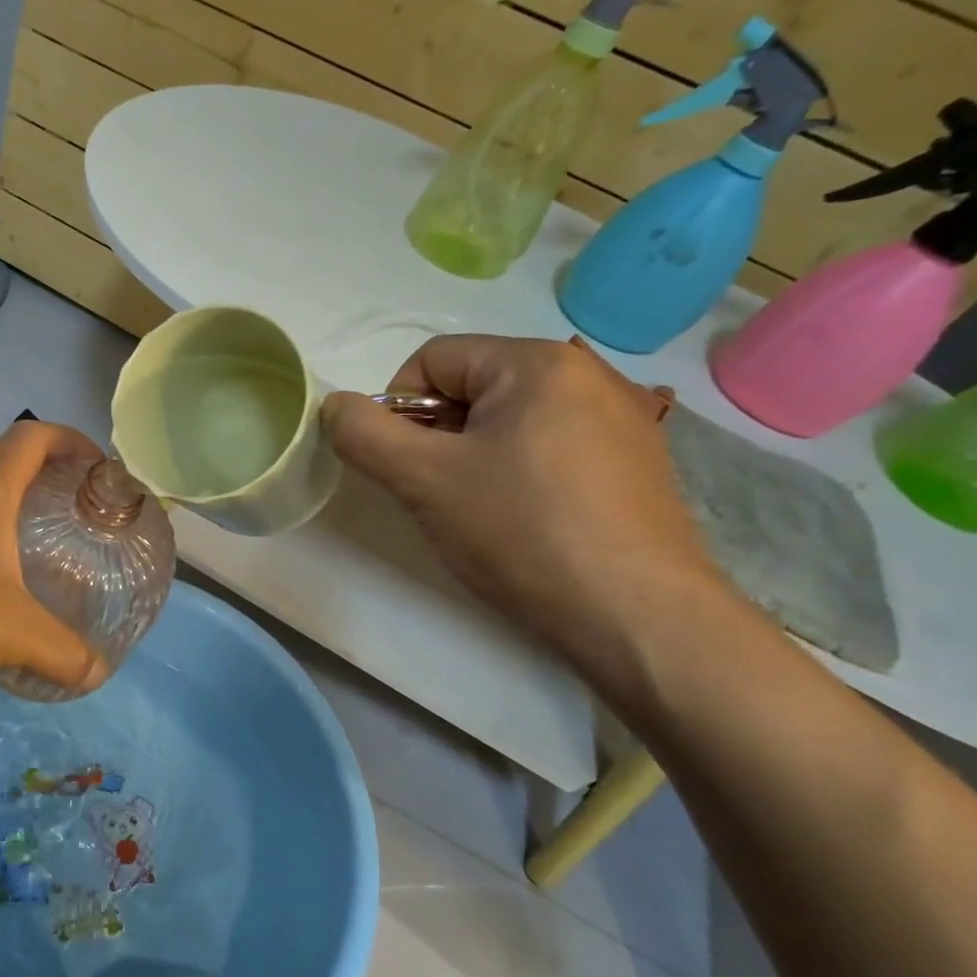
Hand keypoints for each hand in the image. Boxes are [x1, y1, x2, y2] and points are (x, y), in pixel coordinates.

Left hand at [0, 421, 111, 693]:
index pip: (36, 435)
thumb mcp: (9, 631)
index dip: (74, 442)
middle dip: (51, 486)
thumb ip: (60, 651)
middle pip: (10, 465)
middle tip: (84, 526)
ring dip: (15, 520)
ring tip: (48, 561)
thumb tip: (96, 673)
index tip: (102, 473)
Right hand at [321, 336, 728, 676]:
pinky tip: (526, 522)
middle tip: (437, 493)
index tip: (403, 467)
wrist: (640, 617)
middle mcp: (588, 374)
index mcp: (537, 362)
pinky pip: (552, 448)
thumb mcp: (423, 480)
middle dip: (437, 436)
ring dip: (474, 457)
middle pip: (473, 388)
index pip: (433, 360)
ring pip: (510, 422)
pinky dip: (519, 474)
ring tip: (480, 512)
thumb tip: (335, 406)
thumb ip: (364, 434)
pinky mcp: (637, 464)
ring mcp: (622, 420)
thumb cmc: (523, 531)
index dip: (398, 409)